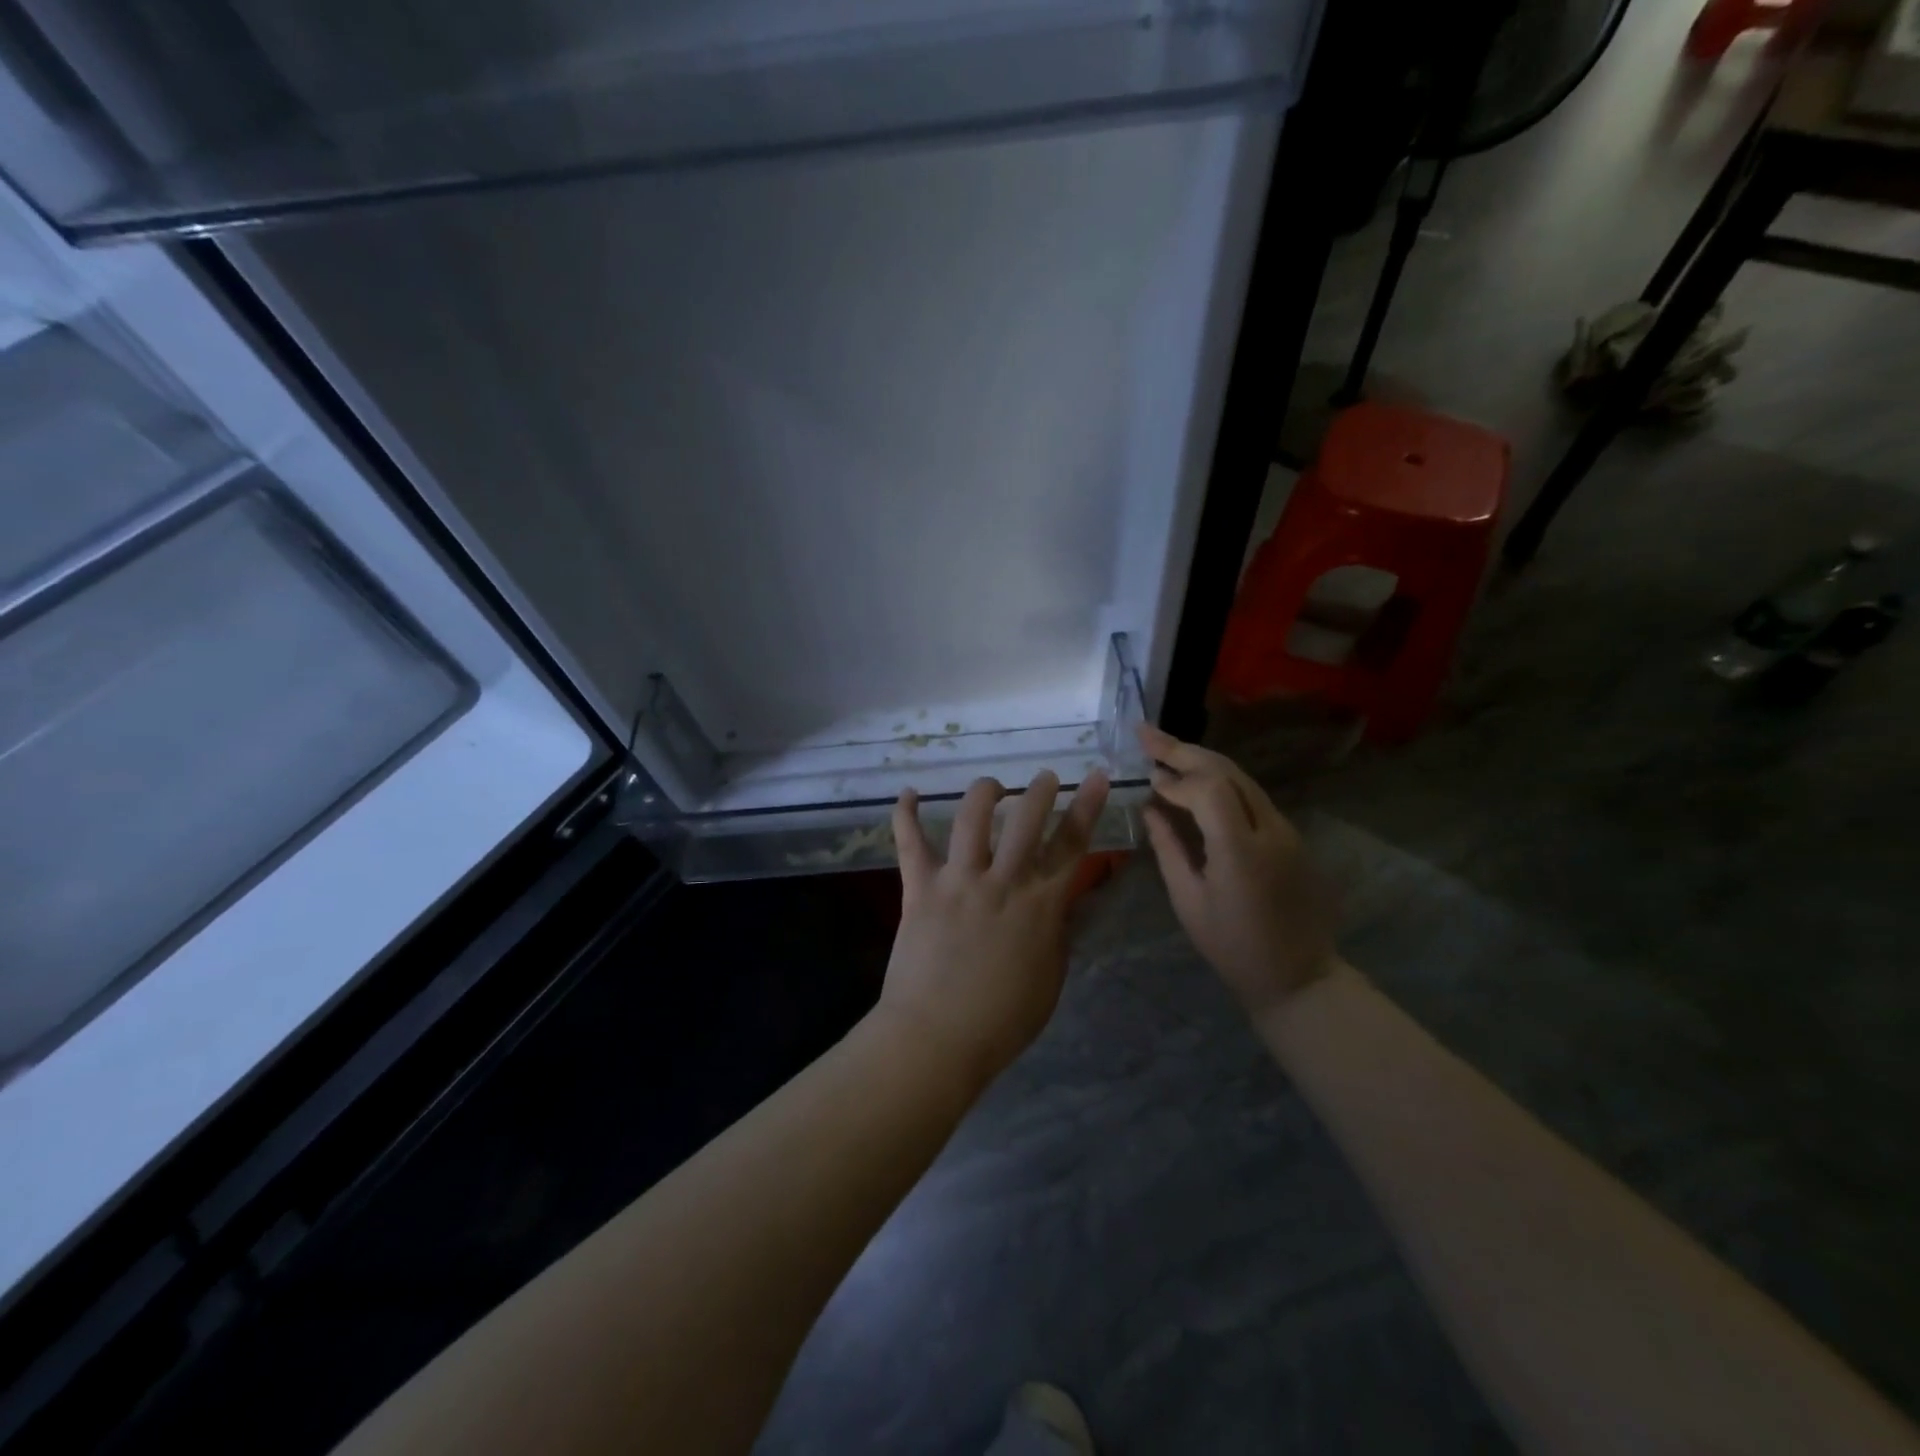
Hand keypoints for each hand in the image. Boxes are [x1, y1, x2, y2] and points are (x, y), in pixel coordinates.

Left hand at [877, 769, 1110, 1088]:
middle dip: (1040, 790)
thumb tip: (1068, 902)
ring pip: (972, 817)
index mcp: (1040, 904)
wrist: (937, 1038)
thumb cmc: (1002, 1020)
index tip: (1096, 776)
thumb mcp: (1050, 979)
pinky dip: (906, 815)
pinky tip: (909, 793)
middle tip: (1045, 778)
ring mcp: (958, 880)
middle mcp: (1002, 881)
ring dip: (986, 792)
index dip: (1087, 806)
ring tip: (993, 787)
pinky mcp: (919, 888)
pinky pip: (910, 843)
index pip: (1072, 844)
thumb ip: (1059, 933)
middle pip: (1026, 818)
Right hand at [1138, 724, 1337, 1017]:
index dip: (1175, 779)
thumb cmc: (1233, 947)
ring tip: (1166, 749)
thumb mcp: (1189, 902)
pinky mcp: (1291, 836)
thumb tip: (1151, 809)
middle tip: (1146, 733)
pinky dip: (1220, 781)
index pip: (1208, 790)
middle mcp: (1270, 830)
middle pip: (1227, 772)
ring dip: (1202, 760)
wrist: (1298, 976)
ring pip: (1242, 778)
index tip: (1149, 781)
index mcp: (1240, 851)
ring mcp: (1287, 830)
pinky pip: (1252, 796)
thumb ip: (1168, 849)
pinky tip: (1196, 780)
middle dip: (1183, 749)